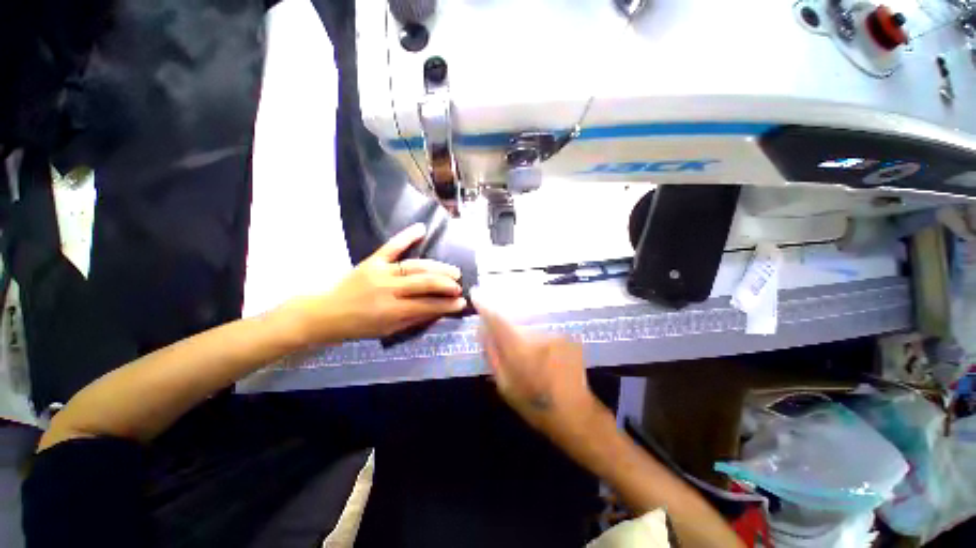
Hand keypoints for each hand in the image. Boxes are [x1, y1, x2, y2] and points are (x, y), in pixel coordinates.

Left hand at [284, 224, 466, 342]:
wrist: (326, 313)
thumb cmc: (359, 326)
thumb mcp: (388, 331)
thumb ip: (414, 319)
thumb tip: (439, 310)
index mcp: (391, 310)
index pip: (427, 306)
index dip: (447, 304)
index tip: (462, 303)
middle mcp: (387, 288)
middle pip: (424, 282)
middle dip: (446, 284)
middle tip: (459, 286)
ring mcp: (380, 271)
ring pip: (415, 265)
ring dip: (437, 267)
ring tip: (453, 271)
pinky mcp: (372, 260)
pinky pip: (391, 246)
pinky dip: (407, 236)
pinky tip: (422, 229)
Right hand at [475, 298, 599, 438]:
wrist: (574, 411)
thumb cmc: (533, 402)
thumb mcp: (504, 384)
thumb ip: (492, 353)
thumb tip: (483, 330)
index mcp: (518, 347)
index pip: (497, 319)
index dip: (485, 306)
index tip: (476, 293)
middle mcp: (537, 334)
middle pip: (515, 318)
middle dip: (507, 323)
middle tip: (505, 338)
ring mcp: (554, 333)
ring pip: (531, 324)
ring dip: (524, 331)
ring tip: (528, 351)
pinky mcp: (566, 335)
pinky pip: (544, 329)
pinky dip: (539, 336)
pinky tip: (544, 353)